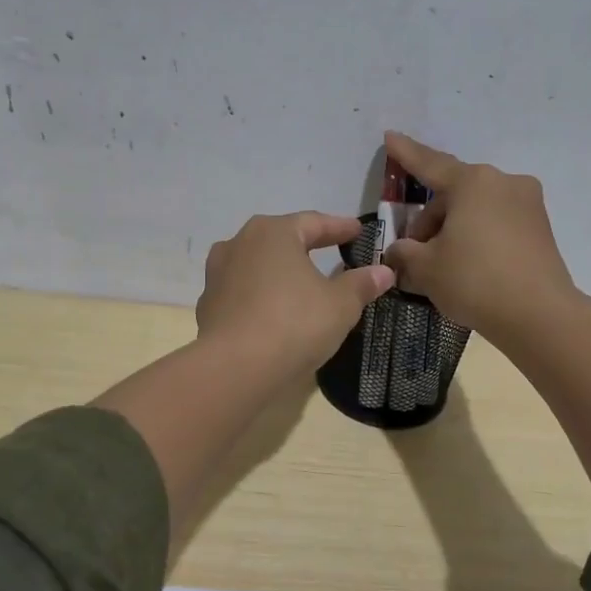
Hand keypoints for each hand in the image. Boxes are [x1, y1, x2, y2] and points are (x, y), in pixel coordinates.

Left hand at [195, 212, 394, 376]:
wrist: (234, 368)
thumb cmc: (293, 324)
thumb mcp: (340, 305)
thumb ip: (361, 284)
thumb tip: (383, 272)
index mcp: (273, 232)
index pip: (314, 222)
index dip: (339, 228)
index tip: (358, 231)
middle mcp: (239, 244)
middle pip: (280, 239)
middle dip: (306, 245)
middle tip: (330, 251)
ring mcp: (217, 274)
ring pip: (257, 265)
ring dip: (279, 271)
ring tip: (299, 281)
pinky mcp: (208, 305)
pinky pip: (243, 292)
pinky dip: (261, 296)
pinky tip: (273, 311)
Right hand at [379, 132, 576, 345]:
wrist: (539, 315)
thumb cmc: (474, 280)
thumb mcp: (425, 268)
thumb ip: (404, 252)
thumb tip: (399, 251)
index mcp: (473, 183)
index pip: (430, 164)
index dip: (405, 154)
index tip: (390, 137)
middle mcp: (503, 183)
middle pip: (453, 194)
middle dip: (429, 220)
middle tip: (413, 253)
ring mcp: (528, 204)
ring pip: (476, 209)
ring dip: (453, 230)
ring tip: (440, 266)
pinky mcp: (540, 228)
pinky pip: (497, 224)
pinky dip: (477, 237)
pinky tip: (468, 267)